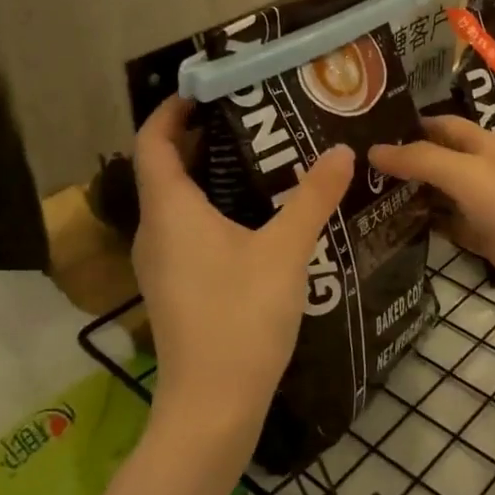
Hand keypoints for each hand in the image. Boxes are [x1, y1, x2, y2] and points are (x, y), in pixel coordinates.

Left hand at [130, 97, 353, 460]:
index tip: (207, 88)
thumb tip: (341, 151)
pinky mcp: (175, 287)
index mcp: (170, 210)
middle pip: (165, 168)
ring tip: (261, 160)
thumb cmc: (241, 317)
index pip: (153, 141)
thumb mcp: (286, 250)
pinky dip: (213, 208)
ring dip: (210, 175)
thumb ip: (314, 197)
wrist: (213, 406)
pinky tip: (257, 217)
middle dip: (202, 138)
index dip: (172, 110)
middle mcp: (155, 231)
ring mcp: (161, 263)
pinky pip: (186, 229)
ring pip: (177, 202)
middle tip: (252, 118)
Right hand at [369, 116, 494, 321]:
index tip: (362, 133)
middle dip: (401, 162)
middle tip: (352, 172)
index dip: (404, 126)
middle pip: (436, 159)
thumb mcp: (468, 176)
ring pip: (440, 194)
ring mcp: (487, 206)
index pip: (437, 124)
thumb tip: (374, 149)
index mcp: (483, 145)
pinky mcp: (488, 238)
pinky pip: (450, 226)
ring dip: (410, 195)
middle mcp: (484, 170)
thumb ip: (421, 160)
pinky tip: (395, 231)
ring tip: (362, 200)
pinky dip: (427, 225)